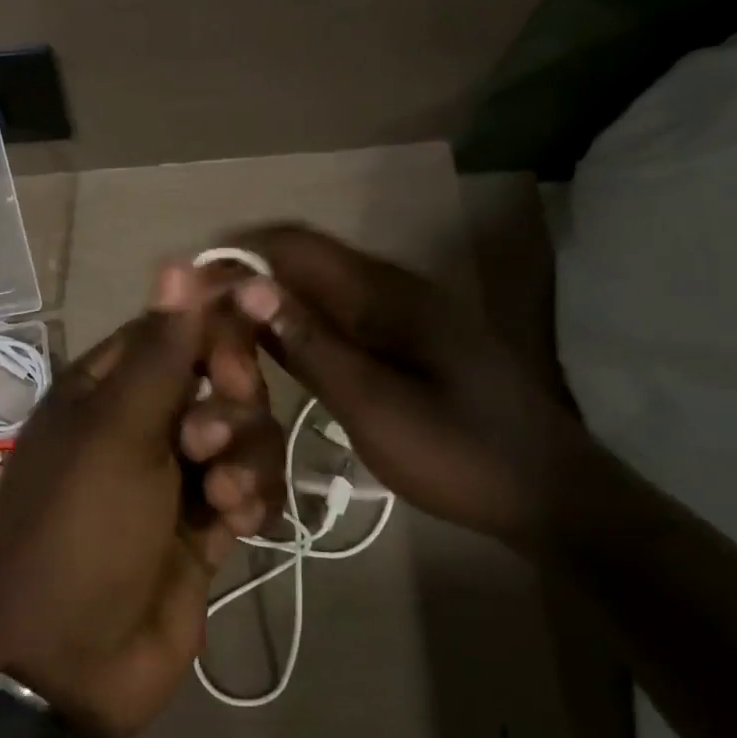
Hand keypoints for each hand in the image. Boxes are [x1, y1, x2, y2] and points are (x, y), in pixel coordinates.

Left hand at [0, 266, 284, 737]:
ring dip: (244, 457)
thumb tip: (177, 263)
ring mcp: (173, 476)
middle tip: (211, 437)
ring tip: (221, 496)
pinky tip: (235, 524)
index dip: (214, 326)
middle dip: (231, 402)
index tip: (256, 324)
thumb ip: (159, 353)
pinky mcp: (204, 523)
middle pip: (216, 379)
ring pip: (241, 433)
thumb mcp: (118, 434)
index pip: (171, 330)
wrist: (75, 662)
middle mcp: (139, 424)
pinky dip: (250, 499)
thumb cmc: (84, 531)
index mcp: (103, 391)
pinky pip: (249, 486)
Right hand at [223, 224, 592, 548]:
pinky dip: (295, 326)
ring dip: (268, 304)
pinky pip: (335, 316)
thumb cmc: (459, 453)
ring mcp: (399, 313)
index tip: (188, 286)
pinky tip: (270, 355)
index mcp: (384, 293)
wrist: (548, 492)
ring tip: (221, 339)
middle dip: (245, 280)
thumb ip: (309, 345)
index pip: (293, 245)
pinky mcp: (403, 340)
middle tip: (197, 324)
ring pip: (315, 289)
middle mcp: (389, 288)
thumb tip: (247, 286)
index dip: (237, 254)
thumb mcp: (374, 406)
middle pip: (301, 261)